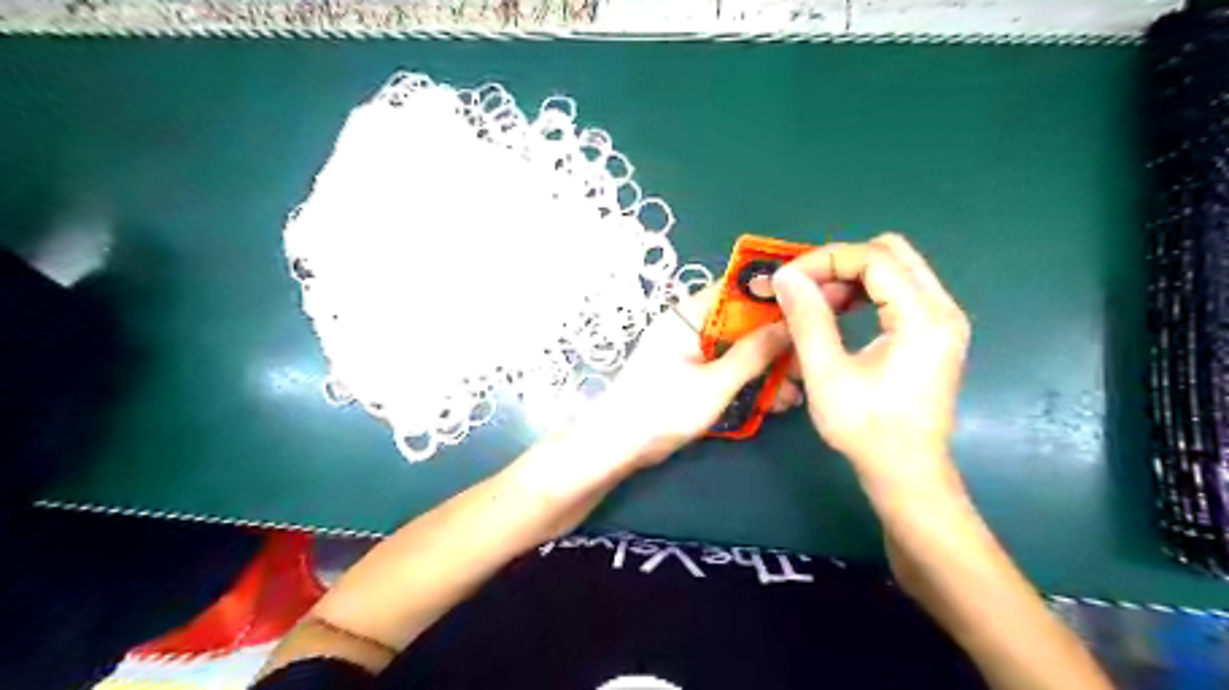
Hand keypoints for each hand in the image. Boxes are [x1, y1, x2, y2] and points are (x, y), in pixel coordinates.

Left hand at [593, 283, 807, 464]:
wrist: (616, 447)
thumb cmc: (662, 410)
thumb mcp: (715, 384)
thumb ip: (753, 354)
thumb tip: (790, 323)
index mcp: (688, 316)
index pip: (736, 290)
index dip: (772, 296)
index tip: (809, 309)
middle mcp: (689, 326)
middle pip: (741, 322)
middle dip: (774, 343)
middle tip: (807, 362)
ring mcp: (688, 350)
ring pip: (736, 348)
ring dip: (764, 367)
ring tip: (795, 392)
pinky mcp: (690, 373)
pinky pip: (725, 366)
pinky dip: (746, 380)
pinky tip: (773, 401)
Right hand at [776, 234, 969, 497]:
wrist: (906, 472)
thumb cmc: (867, 429)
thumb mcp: (827, 374)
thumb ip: (808, 319)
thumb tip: (786, 276)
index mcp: (923, 317)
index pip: (874, 258)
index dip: (825, 260)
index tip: (787, 279)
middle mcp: (943, 309)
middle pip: (890, 253)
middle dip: (839, 263)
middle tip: (803, 288)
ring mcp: (943, 320)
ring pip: (896, 268)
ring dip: (851, 276)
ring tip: (816, 303)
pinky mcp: (935, 333)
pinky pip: (900, 290)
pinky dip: (866, 291)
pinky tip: (840, 313)